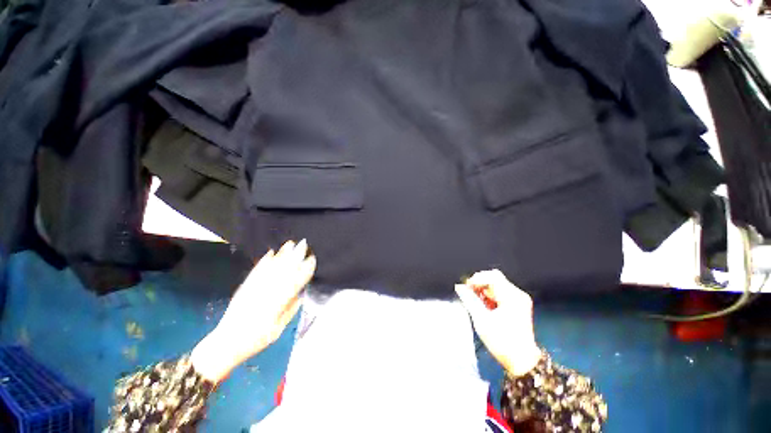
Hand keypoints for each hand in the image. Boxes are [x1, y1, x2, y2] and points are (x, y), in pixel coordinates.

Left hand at [192, 240, 315, 382]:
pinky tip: (270, 253)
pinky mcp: (244, 288)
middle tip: (304, 244)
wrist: (225, 344)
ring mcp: (253, 289)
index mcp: (276, 305)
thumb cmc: (255, 341)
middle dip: (294, 256)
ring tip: (290, 244)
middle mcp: (265, 293)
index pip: (294, 283)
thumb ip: (290, 310)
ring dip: (281, 255)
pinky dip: (264, 261)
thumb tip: (302, 293)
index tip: (312, 260)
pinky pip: (256, 272)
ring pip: (270, 268)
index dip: (304, 270)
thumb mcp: (278, 330)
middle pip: (283, 271)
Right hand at [455, 269, 540, 376]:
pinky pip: (501, 292)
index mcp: (511, 297)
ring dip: (484, 290)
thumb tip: (459, 287)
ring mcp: (520, 299)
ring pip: (497, 285)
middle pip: (495, 279)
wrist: (522, 361)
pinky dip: (491, 296)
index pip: (492, 276)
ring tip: (477, 302)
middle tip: (470, 294)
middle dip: (480, 284)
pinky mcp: (519, 305)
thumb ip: (469, 300)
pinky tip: (486, 306)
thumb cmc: (501, 342)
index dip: (477, 279)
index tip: (466, 287)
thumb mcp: (482, 320)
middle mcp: (518, 295)